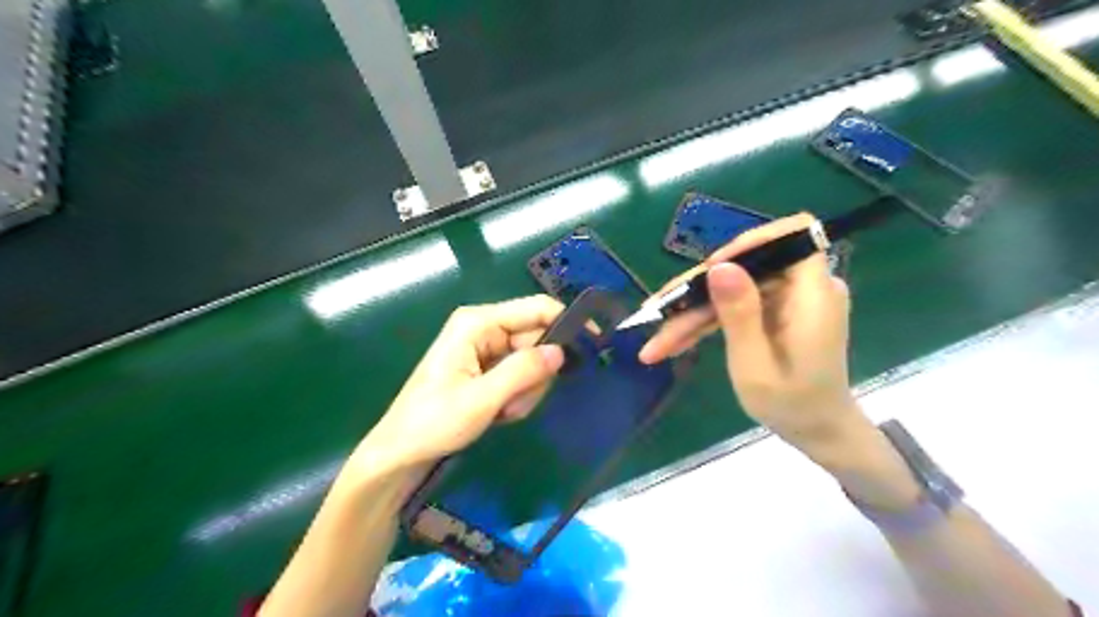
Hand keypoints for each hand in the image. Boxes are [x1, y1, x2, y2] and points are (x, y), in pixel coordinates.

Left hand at [359, 293, 566, 472]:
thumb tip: (561, 352)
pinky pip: (519, 377)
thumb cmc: (433, 422)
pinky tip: (497, 414)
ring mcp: (486, 350)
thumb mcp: (482, 399)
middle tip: (514, 403)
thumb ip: (523, 371)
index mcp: (478, 323)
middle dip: (534, 375)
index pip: (536, 309)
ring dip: (525, 391)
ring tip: (500, 411)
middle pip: (536, 339)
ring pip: (531, 363)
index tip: (594, 344)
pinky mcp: (487, 369)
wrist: (401, 454)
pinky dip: (516, 398)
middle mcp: (484, 329)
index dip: (567, 321)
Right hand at [641, 212, 863, 457]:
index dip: (749, 243)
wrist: (817, 432)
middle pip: (746, 267)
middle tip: (657, 310)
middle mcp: (803, 288)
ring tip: (656, 340)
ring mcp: (787, 300)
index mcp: (813, 295)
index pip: (792, 236)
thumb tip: (719, 266)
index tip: (711, 269)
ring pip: (732, 288)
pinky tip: (672, 342)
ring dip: (693, 311)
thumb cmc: (793, 406)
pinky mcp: (773, 312)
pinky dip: (705, 322)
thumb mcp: (756, 366)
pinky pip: (735, 306)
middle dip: (699, 289)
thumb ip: (739, 315)